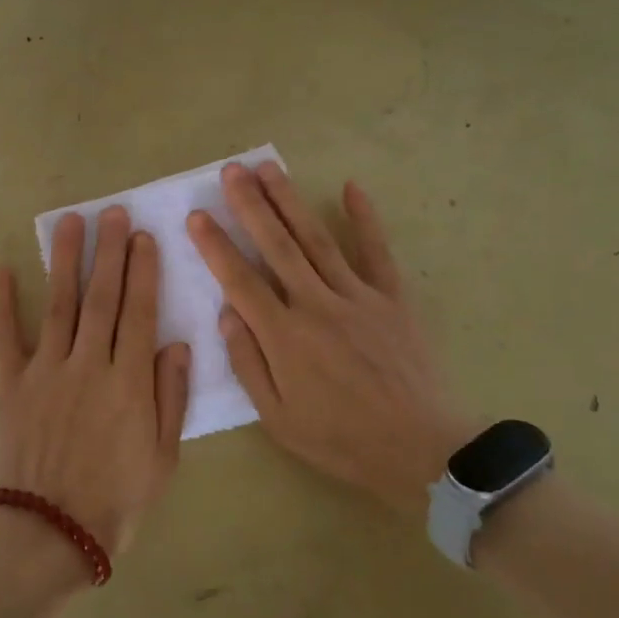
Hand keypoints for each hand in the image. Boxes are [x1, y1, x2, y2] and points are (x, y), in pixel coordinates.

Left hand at [0, 207, 191, 559]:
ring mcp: (45, 372)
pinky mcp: (11, 385)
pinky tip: (1, 269)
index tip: (144, 237)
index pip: (138, 313)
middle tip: (112, 212)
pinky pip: (4, 337)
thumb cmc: (118, 499)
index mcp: (128, 381)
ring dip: (65, 261)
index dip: (142, 272)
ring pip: (59, 305)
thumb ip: (170, 395)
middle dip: (109, 251)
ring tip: (69, 221)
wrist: (53, 533)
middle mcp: (87, 365)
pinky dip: (1, 303)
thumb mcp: (163, 456)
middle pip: (101, 297)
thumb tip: (176, 342)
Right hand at [186, 162, 475, 513]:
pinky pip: (376, 251)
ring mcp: (358, 296)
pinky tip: (350, 187)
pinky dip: (364, 218)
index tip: (197, 216)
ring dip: (290, 201)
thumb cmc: (340, 439)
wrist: (420, 449)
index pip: (240, 280)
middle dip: (250, 205)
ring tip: (269, 168)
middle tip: (232, 170)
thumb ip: (248, 362)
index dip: (216, 246)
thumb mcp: (278, 417)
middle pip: (277, 246)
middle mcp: (317, 305)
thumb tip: (227, 313)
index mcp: (285, 336)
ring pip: (316, 239)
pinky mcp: (392, 298)